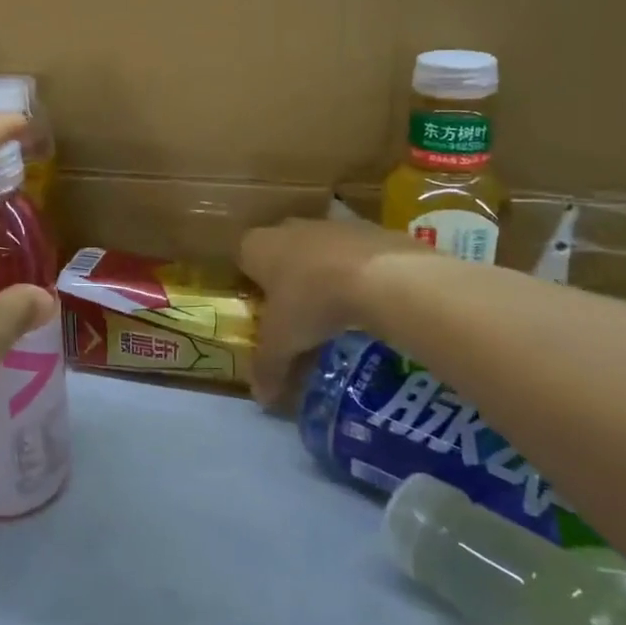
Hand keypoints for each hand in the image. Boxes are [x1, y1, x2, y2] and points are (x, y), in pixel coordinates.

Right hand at [238, 217, 427, 407]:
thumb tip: (260, 400)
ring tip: (336, 309)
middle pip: (280, 251)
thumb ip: (268, 368)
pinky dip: (358, 271)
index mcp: (258, 246)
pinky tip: (368, 298)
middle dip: (286, 278)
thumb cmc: (312, 301)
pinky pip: (354, 253)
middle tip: (296, 313)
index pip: (243, 258)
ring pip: (318, 249)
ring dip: (323, 272)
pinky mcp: (369, 228)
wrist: (382, 275)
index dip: (250, 283)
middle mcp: (289, 227)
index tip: (261, 309)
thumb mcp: (283, 342)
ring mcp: (331, 224)